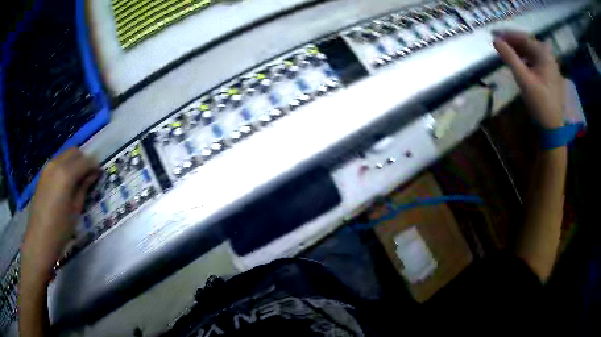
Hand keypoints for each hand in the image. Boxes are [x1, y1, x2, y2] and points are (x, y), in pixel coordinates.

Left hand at [21, 148, 99, 285]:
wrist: (39, 239)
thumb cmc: (60, 229)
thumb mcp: (76, 210)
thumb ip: (84, 188)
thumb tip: (92, 175)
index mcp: (66, 174)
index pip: (86, 161)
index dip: (95, 166)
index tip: (99, 175)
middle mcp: (57, 164)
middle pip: (75, 152)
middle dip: (84, 160)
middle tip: (89, 177)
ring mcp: (48, 167)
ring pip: (65, 155)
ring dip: (74, 163)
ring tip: (77, 181)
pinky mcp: (43, 173)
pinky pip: (57, 162)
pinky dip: (65, 167)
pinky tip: (65, 184)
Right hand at [493, 30, 564, 128]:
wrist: (554, 128)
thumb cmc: (540, 103)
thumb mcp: (523, 79)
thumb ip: (509, 58)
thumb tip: (495, 40)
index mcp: (544, 54)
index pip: (523, 37)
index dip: (507, 35)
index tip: (493, 35)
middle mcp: (548, 56)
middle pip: (527, 43)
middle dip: (513, 42)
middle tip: (498, 44)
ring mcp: (550, 66)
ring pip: (531, 52)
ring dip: (518, 51)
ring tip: (506, 53)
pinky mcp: (550, 75)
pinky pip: (535, 61)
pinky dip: (525, 59)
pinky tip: (519, 63)